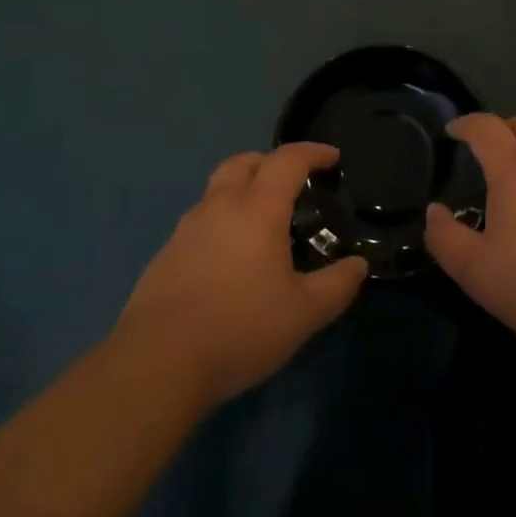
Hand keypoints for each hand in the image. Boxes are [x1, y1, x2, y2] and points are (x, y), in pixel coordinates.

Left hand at [113, 143, 367, 410]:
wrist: (157, 364)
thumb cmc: (240, 329)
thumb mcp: (303, 314)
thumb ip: (336, 286)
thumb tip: (358, 265)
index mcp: (257, 209)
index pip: (287, 160)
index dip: (312, 153)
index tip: (331, 157)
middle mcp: (220, 207)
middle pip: (243, 162)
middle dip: (269, 162)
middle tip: (290, 182)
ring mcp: (186, 229)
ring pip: (216, 190)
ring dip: (241, 191)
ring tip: (260, 224)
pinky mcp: (165, 255)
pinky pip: (199, 222)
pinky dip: (220, 223)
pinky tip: (228, 261)